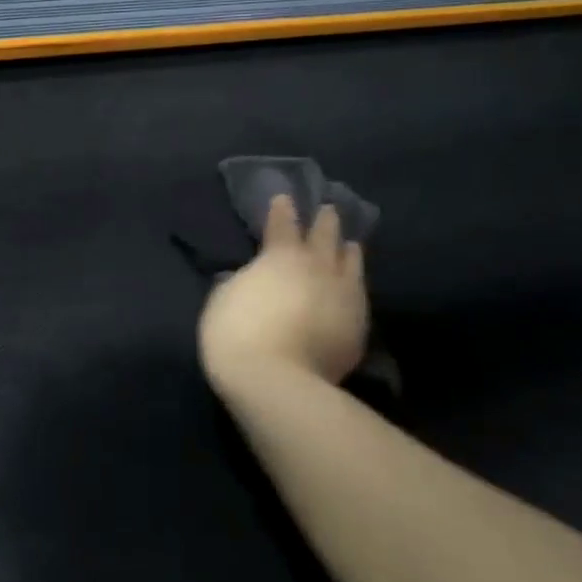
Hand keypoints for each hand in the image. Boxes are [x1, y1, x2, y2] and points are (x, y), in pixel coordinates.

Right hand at [198, 195, 368, 388]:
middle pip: (326, 235)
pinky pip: (359, 296)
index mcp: (281, 256)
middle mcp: (319, 268)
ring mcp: (344, 296)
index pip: (282, 223)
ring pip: (351, 263)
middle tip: (328, 210)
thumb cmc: (237, 334)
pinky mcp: (358, 327)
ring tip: (349, 244)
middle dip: (325, 220)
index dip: (282, 209)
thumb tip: (243, 276)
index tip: (284, 198)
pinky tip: (353, 288)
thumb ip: (236, 282)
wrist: (277, 383)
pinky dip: (354, 286)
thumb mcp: (221, 300)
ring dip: (347, 250)